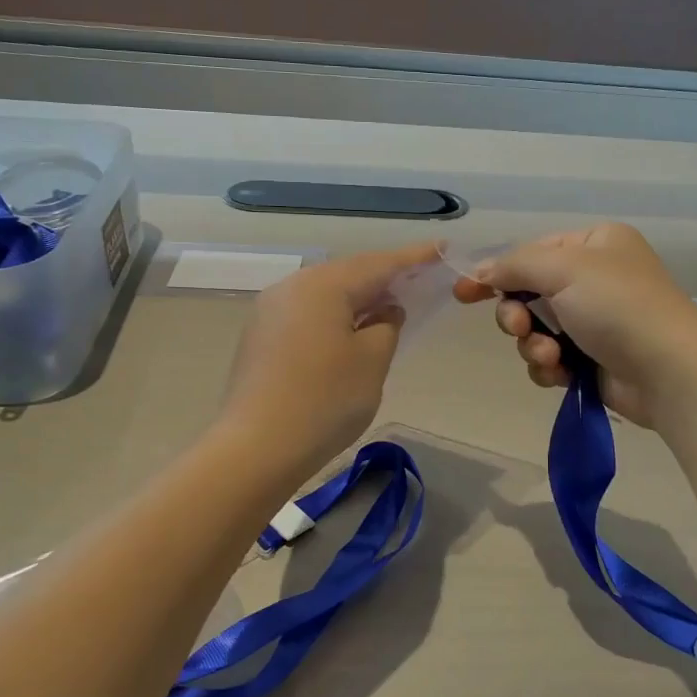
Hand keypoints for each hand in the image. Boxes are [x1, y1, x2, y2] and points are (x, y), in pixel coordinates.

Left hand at [220, 243, 440, 471]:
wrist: (255, 448)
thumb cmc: (325, 400)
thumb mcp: (372, 361)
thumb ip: (387, 326)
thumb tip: (385, 311)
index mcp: (323, 285)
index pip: (378, 264)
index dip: (413, 258)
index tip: (441, 248)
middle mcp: (292, 287)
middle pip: (348, 274)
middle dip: (384, 277)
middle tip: (418, 278)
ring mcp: (270, 311)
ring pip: (326, 294)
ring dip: (359, 298)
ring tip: (389, 304)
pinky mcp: (260, 336)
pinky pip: (308, 313)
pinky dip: (336, 315)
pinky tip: (351, 330)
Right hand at [453, 223, 696, 426]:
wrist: (669, 371)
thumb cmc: (618, 306)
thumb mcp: (564, 269)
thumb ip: (514, 266)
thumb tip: (478, 271)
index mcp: (594, 245)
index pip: (532, 253)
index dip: (497, 273)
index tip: (463, 293)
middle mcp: (595, 279)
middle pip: (529, 294)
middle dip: (518, 316)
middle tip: (521, 328)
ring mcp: (595, 321)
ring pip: (536, 330)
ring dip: (534, 345)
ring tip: (552, 357)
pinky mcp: (594, 359)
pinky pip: (552, 359)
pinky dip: (550, 367)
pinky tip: (562, 374)